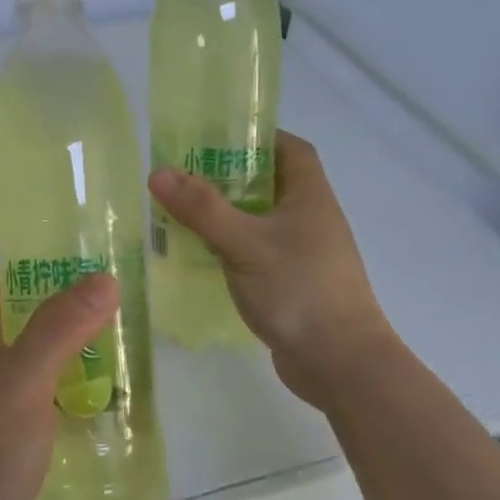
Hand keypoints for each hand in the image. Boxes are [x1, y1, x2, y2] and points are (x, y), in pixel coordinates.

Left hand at [0, 267, 117, 499]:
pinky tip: (107, 411)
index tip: (81, 265)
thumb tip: (102, 278)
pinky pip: (42, 408)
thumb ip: (60, 328)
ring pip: (35, 367)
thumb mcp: (23, 379)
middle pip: (20, 321)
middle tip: (117, 310)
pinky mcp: (5, 445)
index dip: (31, 266)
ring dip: (72, 358)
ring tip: (124, 354)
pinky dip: (70, 401)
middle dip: (64, 313)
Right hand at [149, 131, 390, 403]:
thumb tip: (158, 171)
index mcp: (309, 197)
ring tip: (182, 212)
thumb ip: (202, 208)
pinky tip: (200, 255)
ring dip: (226, 214)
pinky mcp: (292, 283)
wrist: (341, 363)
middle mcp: (310, 219)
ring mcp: (303, 254)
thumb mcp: (244, 243)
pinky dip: (231, 247)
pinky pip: (257, 253)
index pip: (290, 148)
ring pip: (260, 220)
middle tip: (184, 175)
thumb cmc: (299, 290)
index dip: (258, 136)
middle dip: (229, 176)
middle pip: (270, 183)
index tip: (216, 137)